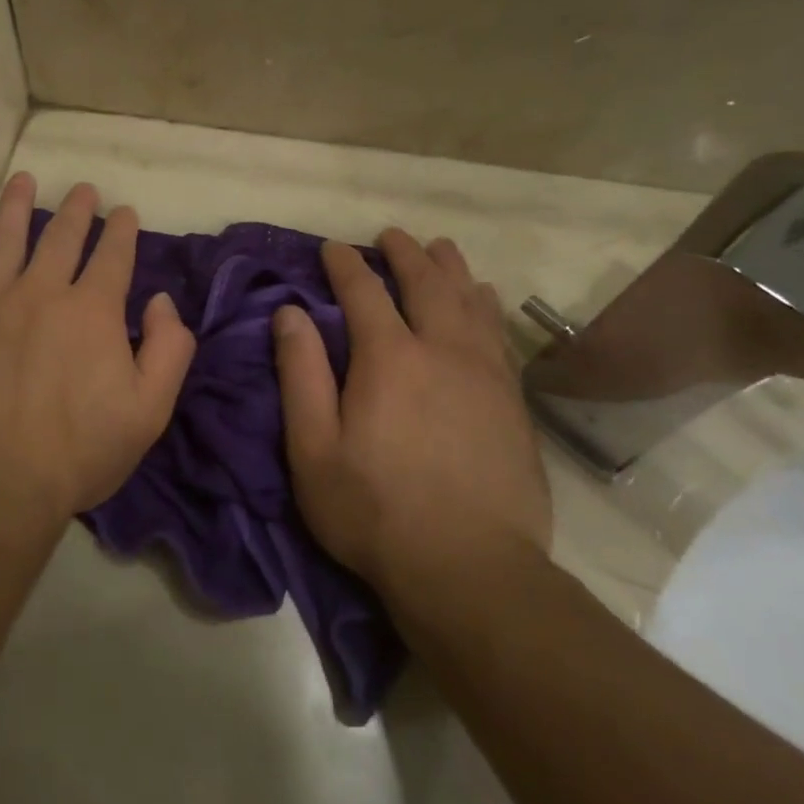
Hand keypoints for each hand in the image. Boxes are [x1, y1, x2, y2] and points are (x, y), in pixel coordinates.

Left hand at [0, 174, 195, 524]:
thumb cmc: (79, 452)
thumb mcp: (149, 410)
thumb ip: (169, 349)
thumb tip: (161, 301)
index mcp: (93, 311)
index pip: (112, 255)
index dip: (121, 230)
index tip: (124, 213)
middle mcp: (42, 291)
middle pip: (62, 236)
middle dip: (78, 209)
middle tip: (84, 191)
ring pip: (8, 237)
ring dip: (20, 205)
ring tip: (24, 180)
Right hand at [272, 230, 551, 604]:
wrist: (469, 568)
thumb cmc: (373, 509)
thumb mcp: (313, 447)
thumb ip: (301, 374)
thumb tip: (290, 312)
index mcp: (388, 359)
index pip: (364, 293)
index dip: (346, 266)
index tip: (332, 247)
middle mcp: (443, 352)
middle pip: (427, 285)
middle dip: (406, 254)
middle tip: (392, 235)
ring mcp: (486, 375)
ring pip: (471, 303)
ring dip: (452, 270)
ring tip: (441, 249)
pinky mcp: (513, 403)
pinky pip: (499, 335)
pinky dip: (487, 307)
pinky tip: (485, 301)